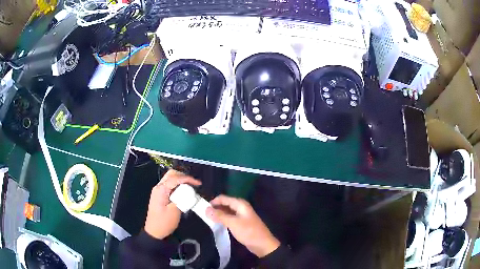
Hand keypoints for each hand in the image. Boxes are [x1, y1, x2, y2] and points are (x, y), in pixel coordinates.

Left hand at [144, 170, 200, 238]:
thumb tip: (189, 191)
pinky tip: (184, 192)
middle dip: (184, 177)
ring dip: (180, 181)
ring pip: (170, 179)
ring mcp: (158, 191)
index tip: (198, 184)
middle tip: (194, 184)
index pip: (175, 178)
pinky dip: (177, 186)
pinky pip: (169, 185)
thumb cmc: (164, 222)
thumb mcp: (174, 211)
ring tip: (191, 187)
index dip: (188, 179)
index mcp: (160, 190)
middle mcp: (158, 187)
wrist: (154, 231)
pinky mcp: (160, 195)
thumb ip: (182, 199)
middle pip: (171, 174)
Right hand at [206, 195, 279, 257]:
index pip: (223, 198)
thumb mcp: (233, 223)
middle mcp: (241, 207)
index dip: (213, 202)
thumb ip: (219, 216)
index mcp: (240, 204)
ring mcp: (241, 215)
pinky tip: (217, 223)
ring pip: (227, 211)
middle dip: (215, 208)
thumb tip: (206, 209)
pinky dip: (223, 219)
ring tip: (208, 218)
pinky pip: (230, 218)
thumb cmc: (248, 232)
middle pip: (225, 204)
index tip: (202, 207)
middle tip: (204, 214)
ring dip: (218, 214)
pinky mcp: (241, 223)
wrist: (262, 244)